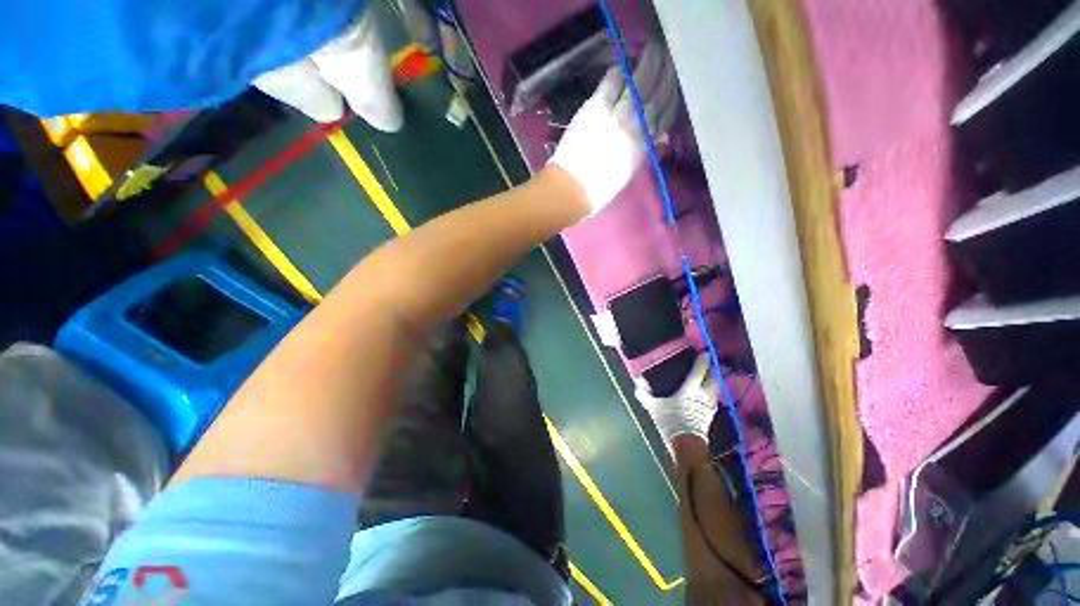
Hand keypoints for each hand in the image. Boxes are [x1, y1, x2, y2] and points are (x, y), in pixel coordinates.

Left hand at [548, 42, 679, 218]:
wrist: (573, 188)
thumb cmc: (597, 191)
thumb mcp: (625, 175)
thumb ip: (638, 153)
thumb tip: (654, 137)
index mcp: (642, 148)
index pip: (663, 118)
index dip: (670, 99)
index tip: (674, 86)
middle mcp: (635, 129)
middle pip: (656, 96)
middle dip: (665, 75)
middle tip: (669, 58)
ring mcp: (616, 116)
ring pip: (638, 85)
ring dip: (647, 66)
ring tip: (654, 50)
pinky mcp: (595, 110)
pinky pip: (610, 86)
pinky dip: (616, 75)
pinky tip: (620, 66)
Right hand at [635, 354, 718, 446]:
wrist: (686, 445)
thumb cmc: (670, 422)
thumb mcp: (654, 407)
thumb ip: (645, 394)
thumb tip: (637, 382)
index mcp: (690, 390)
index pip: (699, 372)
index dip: (703, 361)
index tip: (705, 352)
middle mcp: (703, 395)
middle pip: (713, 379)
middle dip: (712, 370)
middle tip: (708, 364)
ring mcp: (708, 406)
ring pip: (715, 389)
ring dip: (713, 381)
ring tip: (708, 377)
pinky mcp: (710, 415)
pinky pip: (713, 398)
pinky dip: (711, 392)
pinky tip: (706, 394)